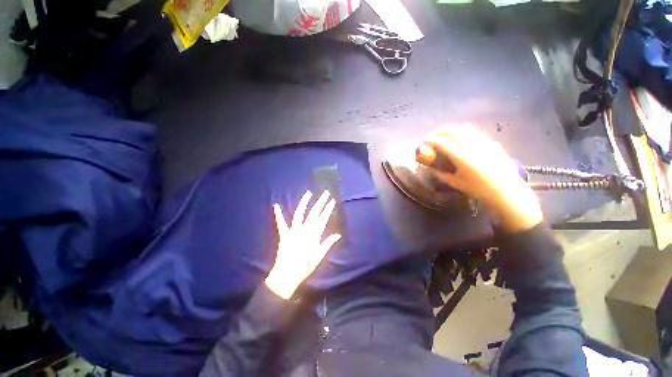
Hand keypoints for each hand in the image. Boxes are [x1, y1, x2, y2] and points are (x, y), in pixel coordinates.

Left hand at [265, 190, 341, 299]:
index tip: (331, 201)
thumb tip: (338, 235)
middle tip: (325, 193)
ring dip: (304, 202)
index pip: (323, 218)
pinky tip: (276, 205)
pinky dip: (278, 214)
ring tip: (308, 193)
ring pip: (299, 213)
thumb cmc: (305, 265)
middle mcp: (304, 229)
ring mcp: (293, 230)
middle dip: (320, 202)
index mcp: (314, 234)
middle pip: (314, 213)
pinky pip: (281, 223)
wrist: (287, 274)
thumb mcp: (319, 255)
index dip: (328, 209)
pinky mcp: (284, 234)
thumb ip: (328, 243)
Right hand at [417, 124, 542, 232]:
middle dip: (439, 131)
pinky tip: (461, 136)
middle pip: (452, 131)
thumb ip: (440, 174)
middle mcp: (472, 145)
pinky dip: (464, 131)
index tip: (424, 142)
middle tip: (432, 136)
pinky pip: (474, 132)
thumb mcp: (455, 183)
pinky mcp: (491, 143)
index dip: (430, 140)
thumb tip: (430, 169)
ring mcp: (483, 142)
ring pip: (464, 128)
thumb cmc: (478, 189)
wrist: (506, 191)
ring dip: (451, 129)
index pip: (441, 143)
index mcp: (461, 157)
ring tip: (444, 134)